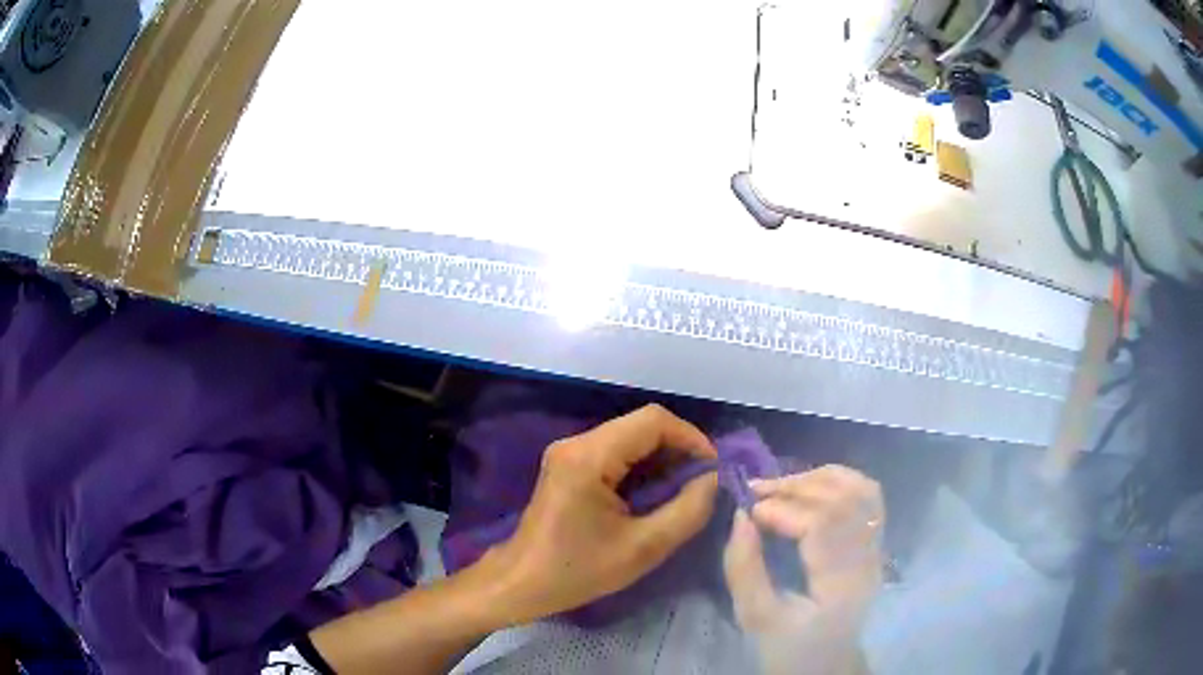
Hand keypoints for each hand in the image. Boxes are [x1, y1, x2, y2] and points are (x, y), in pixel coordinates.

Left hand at [483, 404, 719, 624]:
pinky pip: (615, 453)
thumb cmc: (577, 570)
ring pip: (630, 438)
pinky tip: (657, 493)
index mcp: (589, 457)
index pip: (653, 421)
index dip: (691, 438)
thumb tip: (715, 480)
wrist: (521, 583)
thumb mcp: (643, 549)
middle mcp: (576, 443)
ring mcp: (569, 452)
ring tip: (687, 490)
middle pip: (641, 426)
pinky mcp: (568, 465)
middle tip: (705, 482)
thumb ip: (688, 511)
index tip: (714, 469)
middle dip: (679, 449)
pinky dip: (643, 467)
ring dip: (663, 459)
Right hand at [724, 466, 884, 674]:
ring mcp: (877, 548)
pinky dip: (840, 480)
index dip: (783, 509)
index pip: (822, 525)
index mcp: (841, 585)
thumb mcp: (757, 618)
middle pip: (842, 501)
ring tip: (781, 484)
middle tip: (755, 490)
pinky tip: (812, 484)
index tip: (749, 511)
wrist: (827, 664)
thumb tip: (740, 517)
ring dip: (818, 478)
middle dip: (795, 487)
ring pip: (860, 490)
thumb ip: (744, 569)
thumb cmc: (790, 649)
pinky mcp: (875, 543)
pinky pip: (867, 496)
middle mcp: (868, 559)